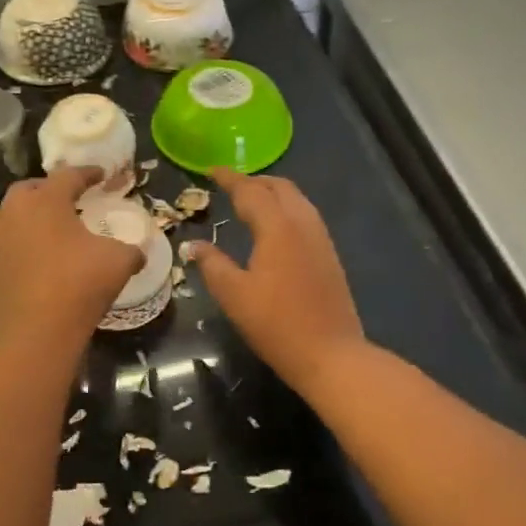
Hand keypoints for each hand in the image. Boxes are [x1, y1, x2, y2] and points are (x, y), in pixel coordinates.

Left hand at [0, 166, 142, 344]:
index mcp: (45, 201)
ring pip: (2, 217)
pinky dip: (7, 250)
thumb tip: (138, 252)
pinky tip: (21, 261)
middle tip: (66, 200)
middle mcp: (12, 213)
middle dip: (47, 191)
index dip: (87, 174)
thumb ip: (131, 249)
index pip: (68, 176)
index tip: (100, 176)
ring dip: (19, 217)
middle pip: (28, 190)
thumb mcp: (119, 261)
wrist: (37, 335)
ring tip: (37, 228)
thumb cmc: (79, 285)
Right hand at [187, 167, 366, 391]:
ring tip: (251, 201)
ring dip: (273, 193)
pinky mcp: (329, 255)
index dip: (229, 178)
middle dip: (254, 181)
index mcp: (277, 227)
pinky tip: (275, 227)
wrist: (331, 354)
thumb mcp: (234, 295)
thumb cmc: (277, 324)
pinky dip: (286, 208)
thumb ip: (212, 265)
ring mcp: (321, 238)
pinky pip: (306, 215)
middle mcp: (303, 223)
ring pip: (297, 199)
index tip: (211, 170)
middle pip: (280, 187)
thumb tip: (193, 245)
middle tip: (230, 186)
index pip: (250, 191)